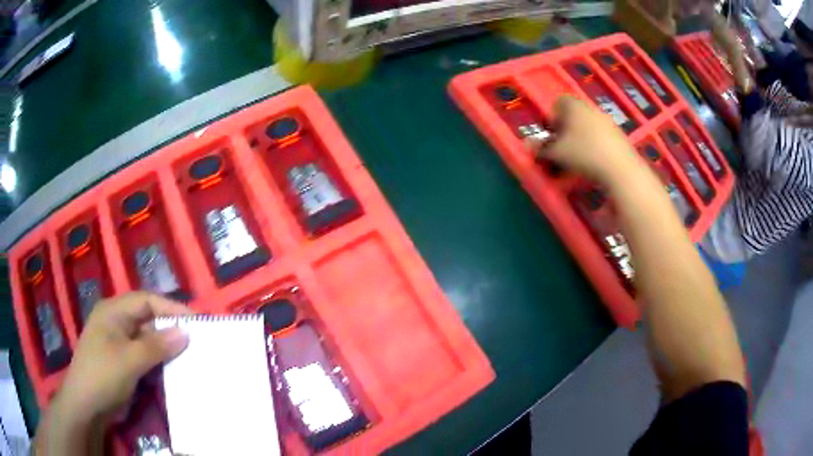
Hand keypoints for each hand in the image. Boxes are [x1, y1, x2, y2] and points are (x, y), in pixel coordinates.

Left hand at [36, 292, 190, 454]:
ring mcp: (119, 343)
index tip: (196, 321)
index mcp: (113, 312)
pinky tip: (173, 370)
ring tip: (190, 357)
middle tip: (196, 341)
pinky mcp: (123, 362)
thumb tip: (186, 333)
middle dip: (170, 329)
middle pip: (147, 319)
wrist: (87, 406)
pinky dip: (159, 361)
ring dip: (166, 348)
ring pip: (148, 340)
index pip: (146, 301)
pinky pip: (145, 356)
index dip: (171, 309)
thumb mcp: (129, 361)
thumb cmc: (103, 375)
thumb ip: (157, 346)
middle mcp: (117, 322)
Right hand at [525, 95, 638, 184]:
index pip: (559, 103)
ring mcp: (608, 122)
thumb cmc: (583, 154)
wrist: (621, 169)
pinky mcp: (620, 137)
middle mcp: (591, 109)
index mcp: (574, 106)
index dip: (552, 117)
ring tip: (577, 159)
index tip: (550, 135)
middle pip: (574, 115)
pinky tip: (594, 164)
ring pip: (588, 127)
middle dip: (566, 131)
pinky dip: (595, 147)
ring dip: (580, 140)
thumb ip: (541, 148)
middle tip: (561, 149)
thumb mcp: (556, 153)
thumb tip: (526, 144)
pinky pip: (601, 138)